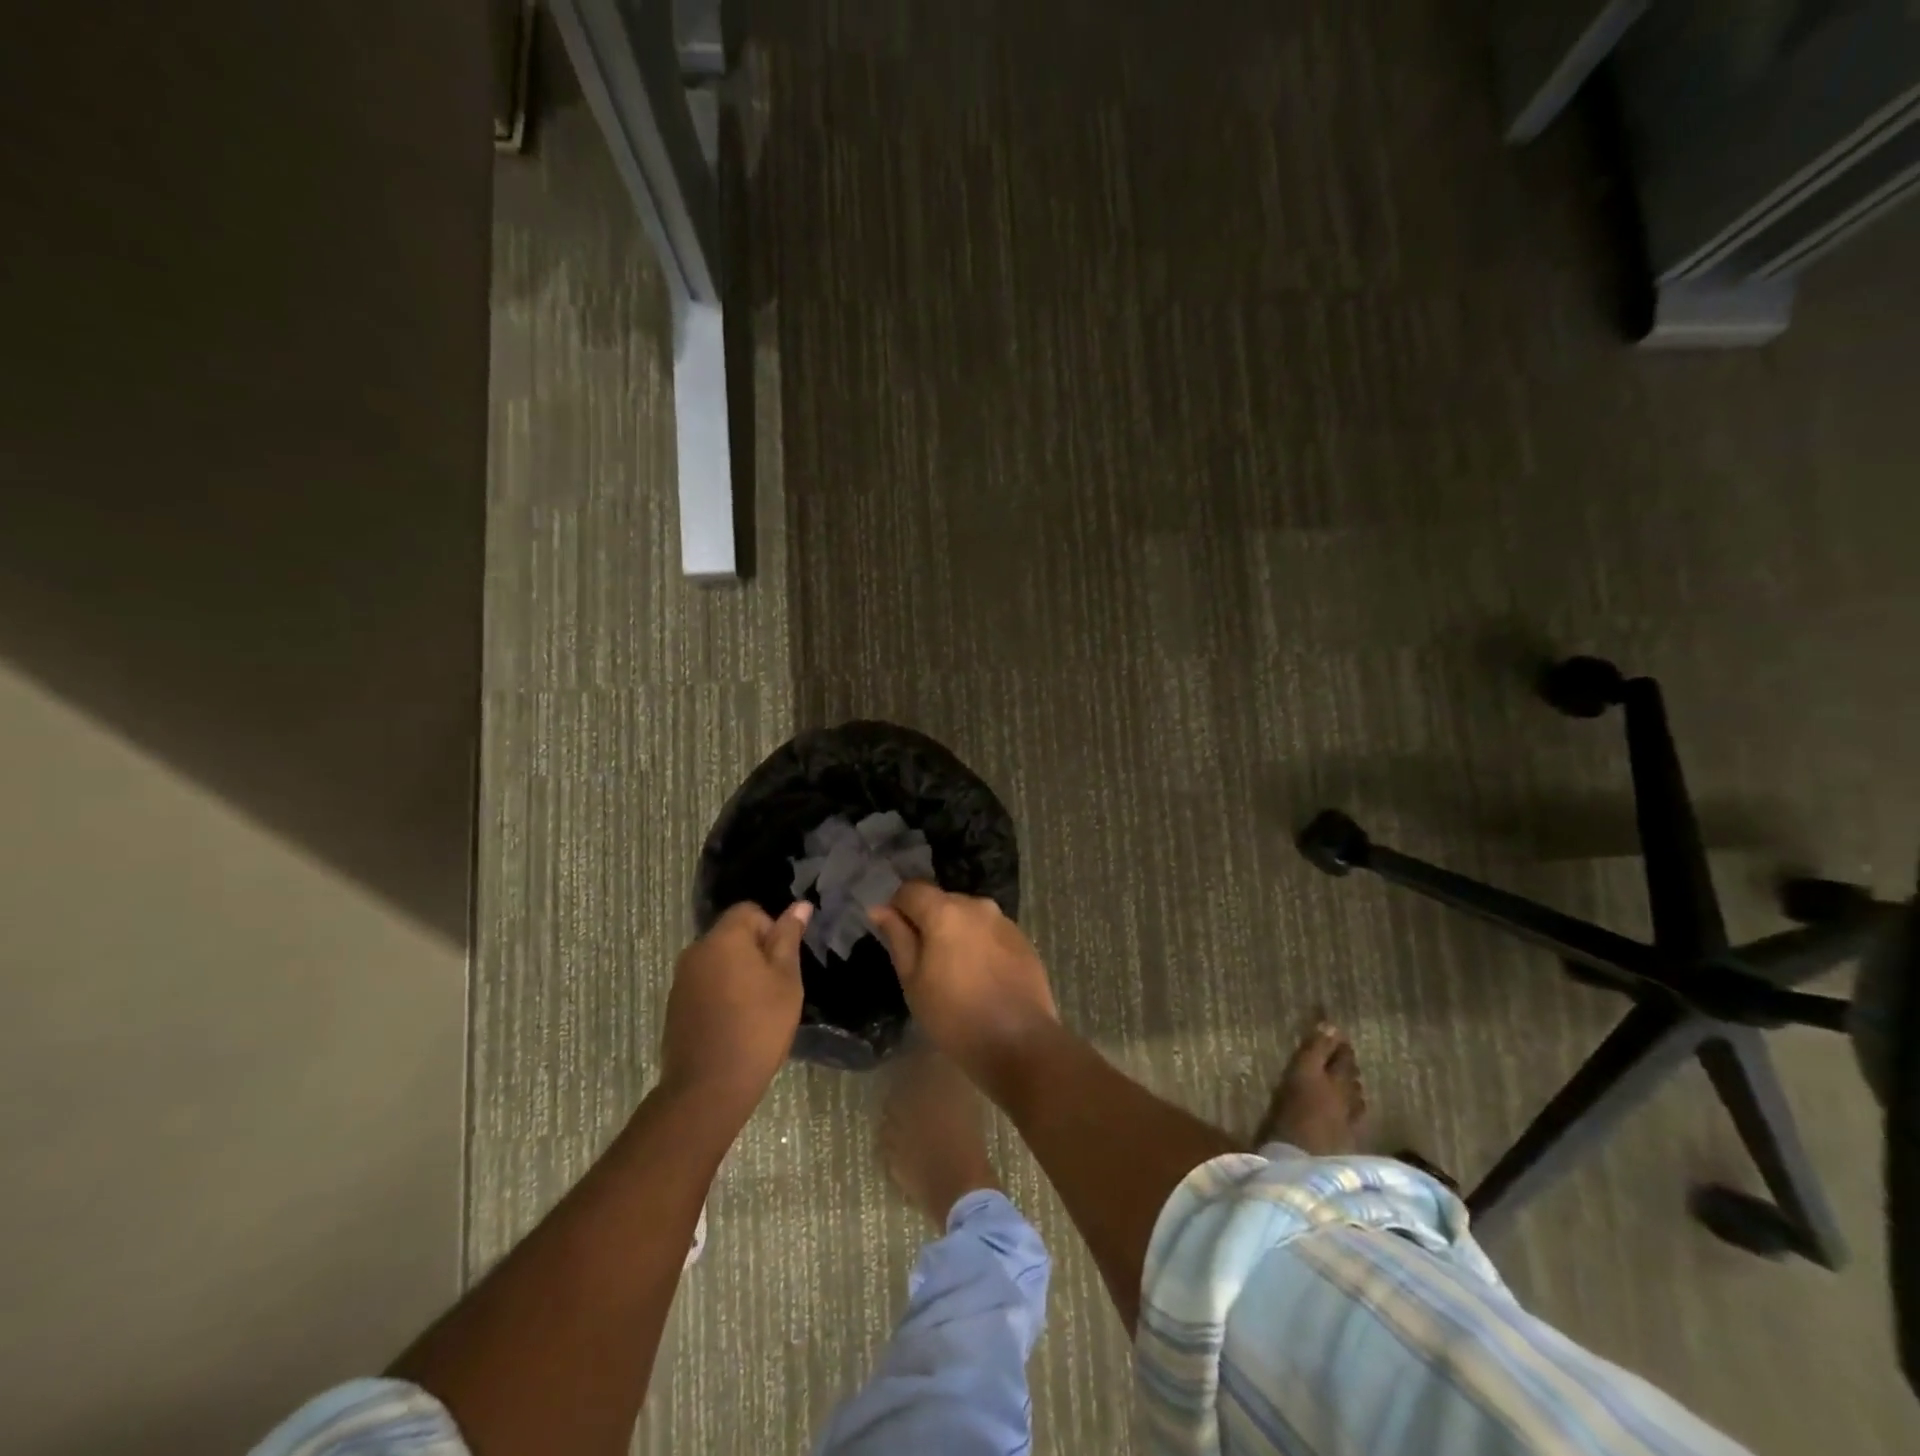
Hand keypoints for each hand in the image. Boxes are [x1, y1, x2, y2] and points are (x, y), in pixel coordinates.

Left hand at [658, 901, 811, 1117]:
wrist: (709, 1087)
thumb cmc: (758, 1027)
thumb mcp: (786, 980)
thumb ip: (788, 939)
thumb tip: (800, 905)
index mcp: (724, 938)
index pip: (749, 911)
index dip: (771, 929)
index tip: (781, 963)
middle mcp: (696, 951)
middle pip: (732, 935)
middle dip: (755, 952)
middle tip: (774, 987)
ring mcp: (681, 980)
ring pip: (718, 961)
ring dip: (737, 974)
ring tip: (756, 1008)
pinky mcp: (675, 1005)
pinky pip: (704, 984)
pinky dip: (721, 994)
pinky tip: (734, 1023)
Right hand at [871, 883, 1060, 1094]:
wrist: (1020, 1043)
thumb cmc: (955, 1016)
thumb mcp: (914, 981)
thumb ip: (898, 938)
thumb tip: (881, 909)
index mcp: (945, 911)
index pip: (911, 889)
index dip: (897, 907)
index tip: (894, 935)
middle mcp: (977, 905)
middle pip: (942, 901)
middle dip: (928, 922)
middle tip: (923, 961)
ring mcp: (1004, 921)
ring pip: (968, 917)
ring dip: (955, 933)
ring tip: (954, 973)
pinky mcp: (1023, 939)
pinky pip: (990, 932)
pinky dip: (979, 945)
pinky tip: (980, 978)